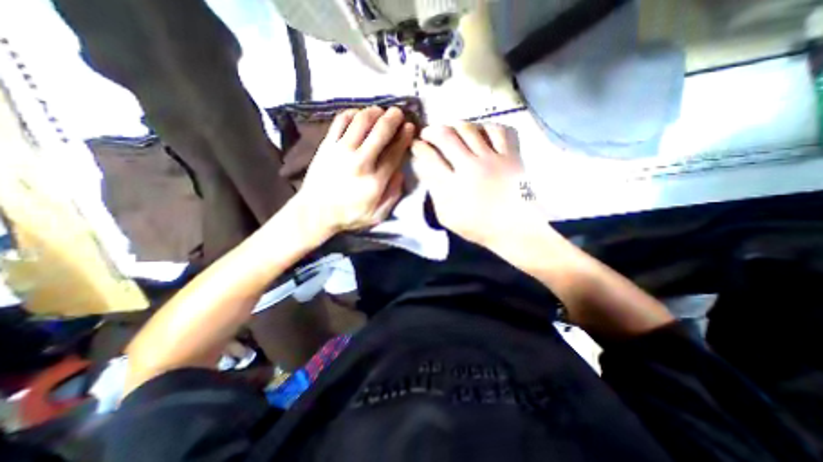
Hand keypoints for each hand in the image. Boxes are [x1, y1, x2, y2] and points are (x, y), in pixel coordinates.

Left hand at [293, 104, 414, 237]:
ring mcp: (341, 150)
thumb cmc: (349, 215)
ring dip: (374, 112)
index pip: (394, 152)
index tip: (410, 127)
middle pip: (380, 131)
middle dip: (393, 118)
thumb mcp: (377, 215)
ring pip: (361, 121)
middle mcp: (360, 161)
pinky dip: (352, 113)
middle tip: (398, 113)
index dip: (404, 136)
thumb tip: (400, 172)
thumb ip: (392, 195)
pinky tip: (359, 115)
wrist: (315, 212)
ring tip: (380, 112)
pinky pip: (340, 121)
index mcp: (375, 180)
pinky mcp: (327, 145)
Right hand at [412, 123, 544, 246]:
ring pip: (469, 128)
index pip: (429, 158)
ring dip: (455, 126)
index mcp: (453, 186)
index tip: (416, 145)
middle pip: (446, 136)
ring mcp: (492, 158)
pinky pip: (498, 130)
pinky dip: (486, 127)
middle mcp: (470, 166)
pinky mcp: (511, 155)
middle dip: (432, 131)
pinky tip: (480, 132)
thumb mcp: (448, 217)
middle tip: (428, 134)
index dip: (419, 148)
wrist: (516, 228)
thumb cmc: (479, 226)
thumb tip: (426, 170)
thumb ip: (435, 193)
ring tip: (451, 131)